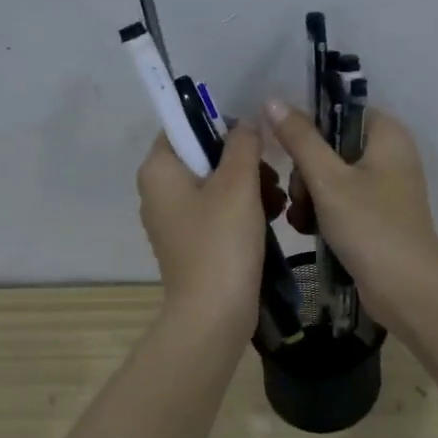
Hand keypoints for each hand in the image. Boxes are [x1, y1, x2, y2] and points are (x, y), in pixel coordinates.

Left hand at [136, 125, 266, 343]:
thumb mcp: (238, 184)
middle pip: (203, 156)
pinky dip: (243, 211)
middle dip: (242, 162)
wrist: (214, 314)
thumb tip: (245, 124)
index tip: (252, 138)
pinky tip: (272, 218)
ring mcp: (174, 220)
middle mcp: (159, 191)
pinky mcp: (192, 243)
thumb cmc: (222, 242)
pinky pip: (218, 212)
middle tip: (271, 175)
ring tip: (278, 200)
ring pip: (216, 185)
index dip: (218, 123)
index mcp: (158, 170)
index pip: (182, 125)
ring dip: (250, 187)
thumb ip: (243, 144)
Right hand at [263, 99, 437, 333]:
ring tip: (302, 219)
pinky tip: (308, 231)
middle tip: (299, 195)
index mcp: (388, 135)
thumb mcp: (328, 180)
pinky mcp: (376, 218)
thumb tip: (272, 99)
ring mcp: (384, 190)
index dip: (310, 126)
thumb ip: (300, 139)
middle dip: (306, 172)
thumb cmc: (370, 227)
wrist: (406, 291)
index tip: (287, 149)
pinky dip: (323, 214)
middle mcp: (390, 156)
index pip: (341, 111)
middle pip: (332, 147)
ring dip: (309, 196)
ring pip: (331, 178)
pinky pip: (340, 203)